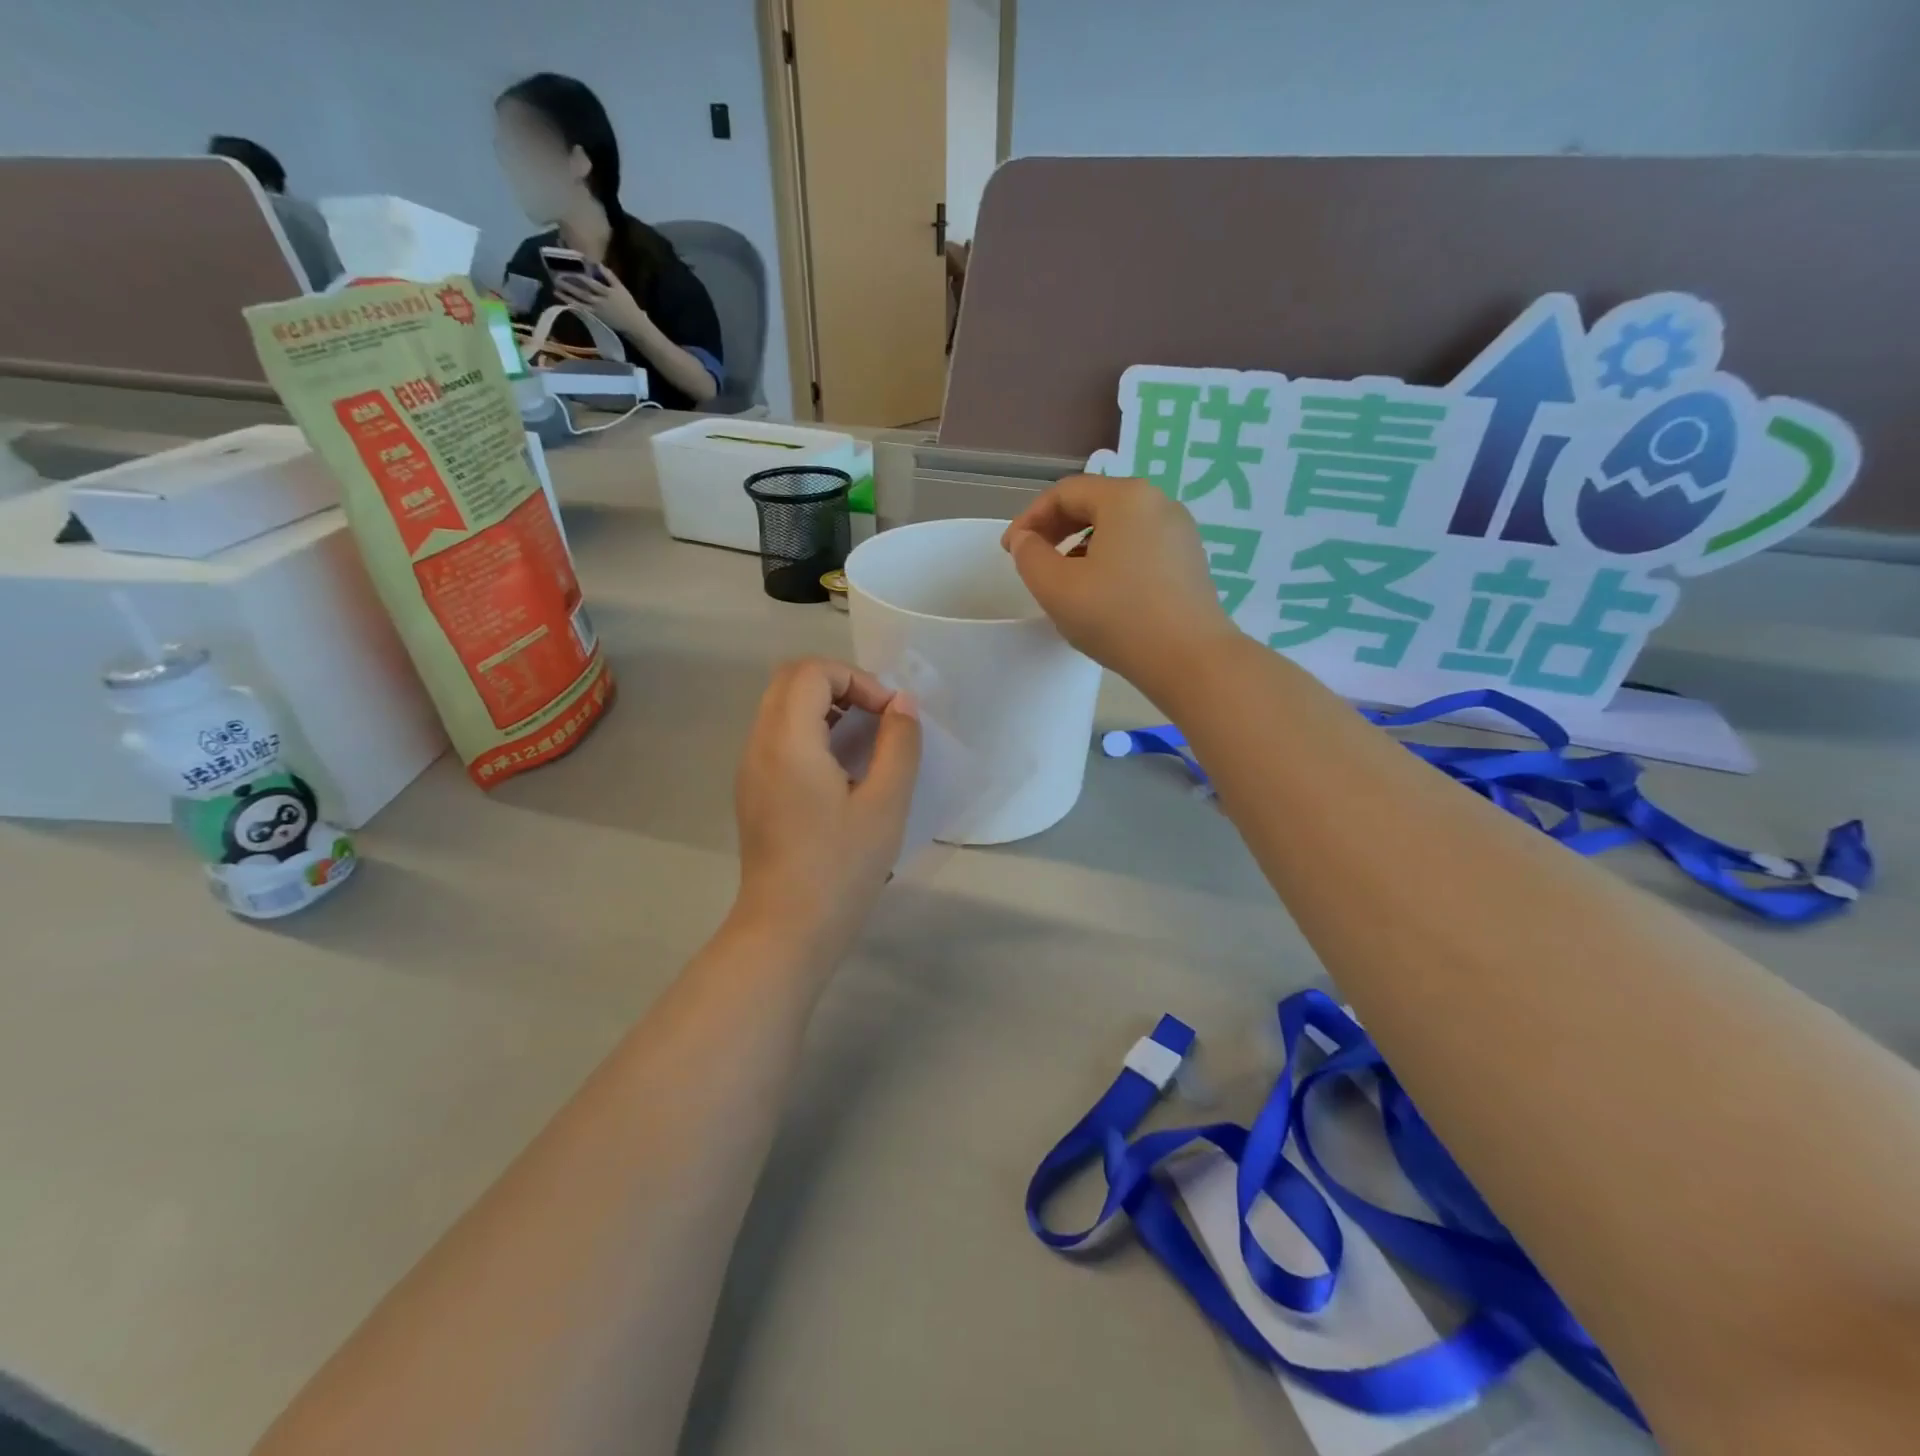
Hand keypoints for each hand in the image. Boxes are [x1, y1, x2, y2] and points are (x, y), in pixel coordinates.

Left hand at [553, 266, 647, 339]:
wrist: (633, 324)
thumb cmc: (628, 305)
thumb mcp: (621, 288)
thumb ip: (609, 276)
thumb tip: (596, 263)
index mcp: (608, 293)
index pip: (593, 283)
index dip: (582, 276)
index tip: (570, 268)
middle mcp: (601, 302)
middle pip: (584, 293)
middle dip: (570, 286)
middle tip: (557, 278)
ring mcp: (598, 311)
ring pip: (581, 303)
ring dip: (567, 296)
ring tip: (556, 290)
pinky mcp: (597, 318)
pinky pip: (583, 311)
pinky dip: (574, 306)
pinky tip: (565, 301)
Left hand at [731, 659, 921, 966]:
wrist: (787, 930)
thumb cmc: (840, 868)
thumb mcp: (885, 804)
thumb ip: (899, 745)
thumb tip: (902, 705)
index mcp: (787, 741)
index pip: (812, 672)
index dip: (857, 679)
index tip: (890, 715)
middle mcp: (759, 745)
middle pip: (791, 680)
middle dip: (840, 685)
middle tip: (877, 718)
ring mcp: (751, 769)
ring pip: (781, 707)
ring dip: (825, 707)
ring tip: (865, 742)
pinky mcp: (753, 791)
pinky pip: (778, 737)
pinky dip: (811, 732)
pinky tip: (842, 771)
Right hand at [1003, 475, 1236, 686]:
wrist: (1190, 660)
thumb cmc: (1118, 617)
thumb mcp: (1056, 588)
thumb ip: (1029, 556)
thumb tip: (1026, 539)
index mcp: (1125, 498)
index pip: (1065, 492)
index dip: (1030, 518)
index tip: (1010, 551)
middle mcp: (1158, 503)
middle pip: (1095, 504)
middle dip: (1056, 530)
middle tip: (1034, 561)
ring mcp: (1180, 532)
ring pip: (1118, 528)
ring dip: (1082, 547)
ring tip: (1065, 582)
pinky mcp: (1190, 562)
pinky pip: (1140, 548)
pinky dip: (1111, 560)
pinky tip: (1102, 594)